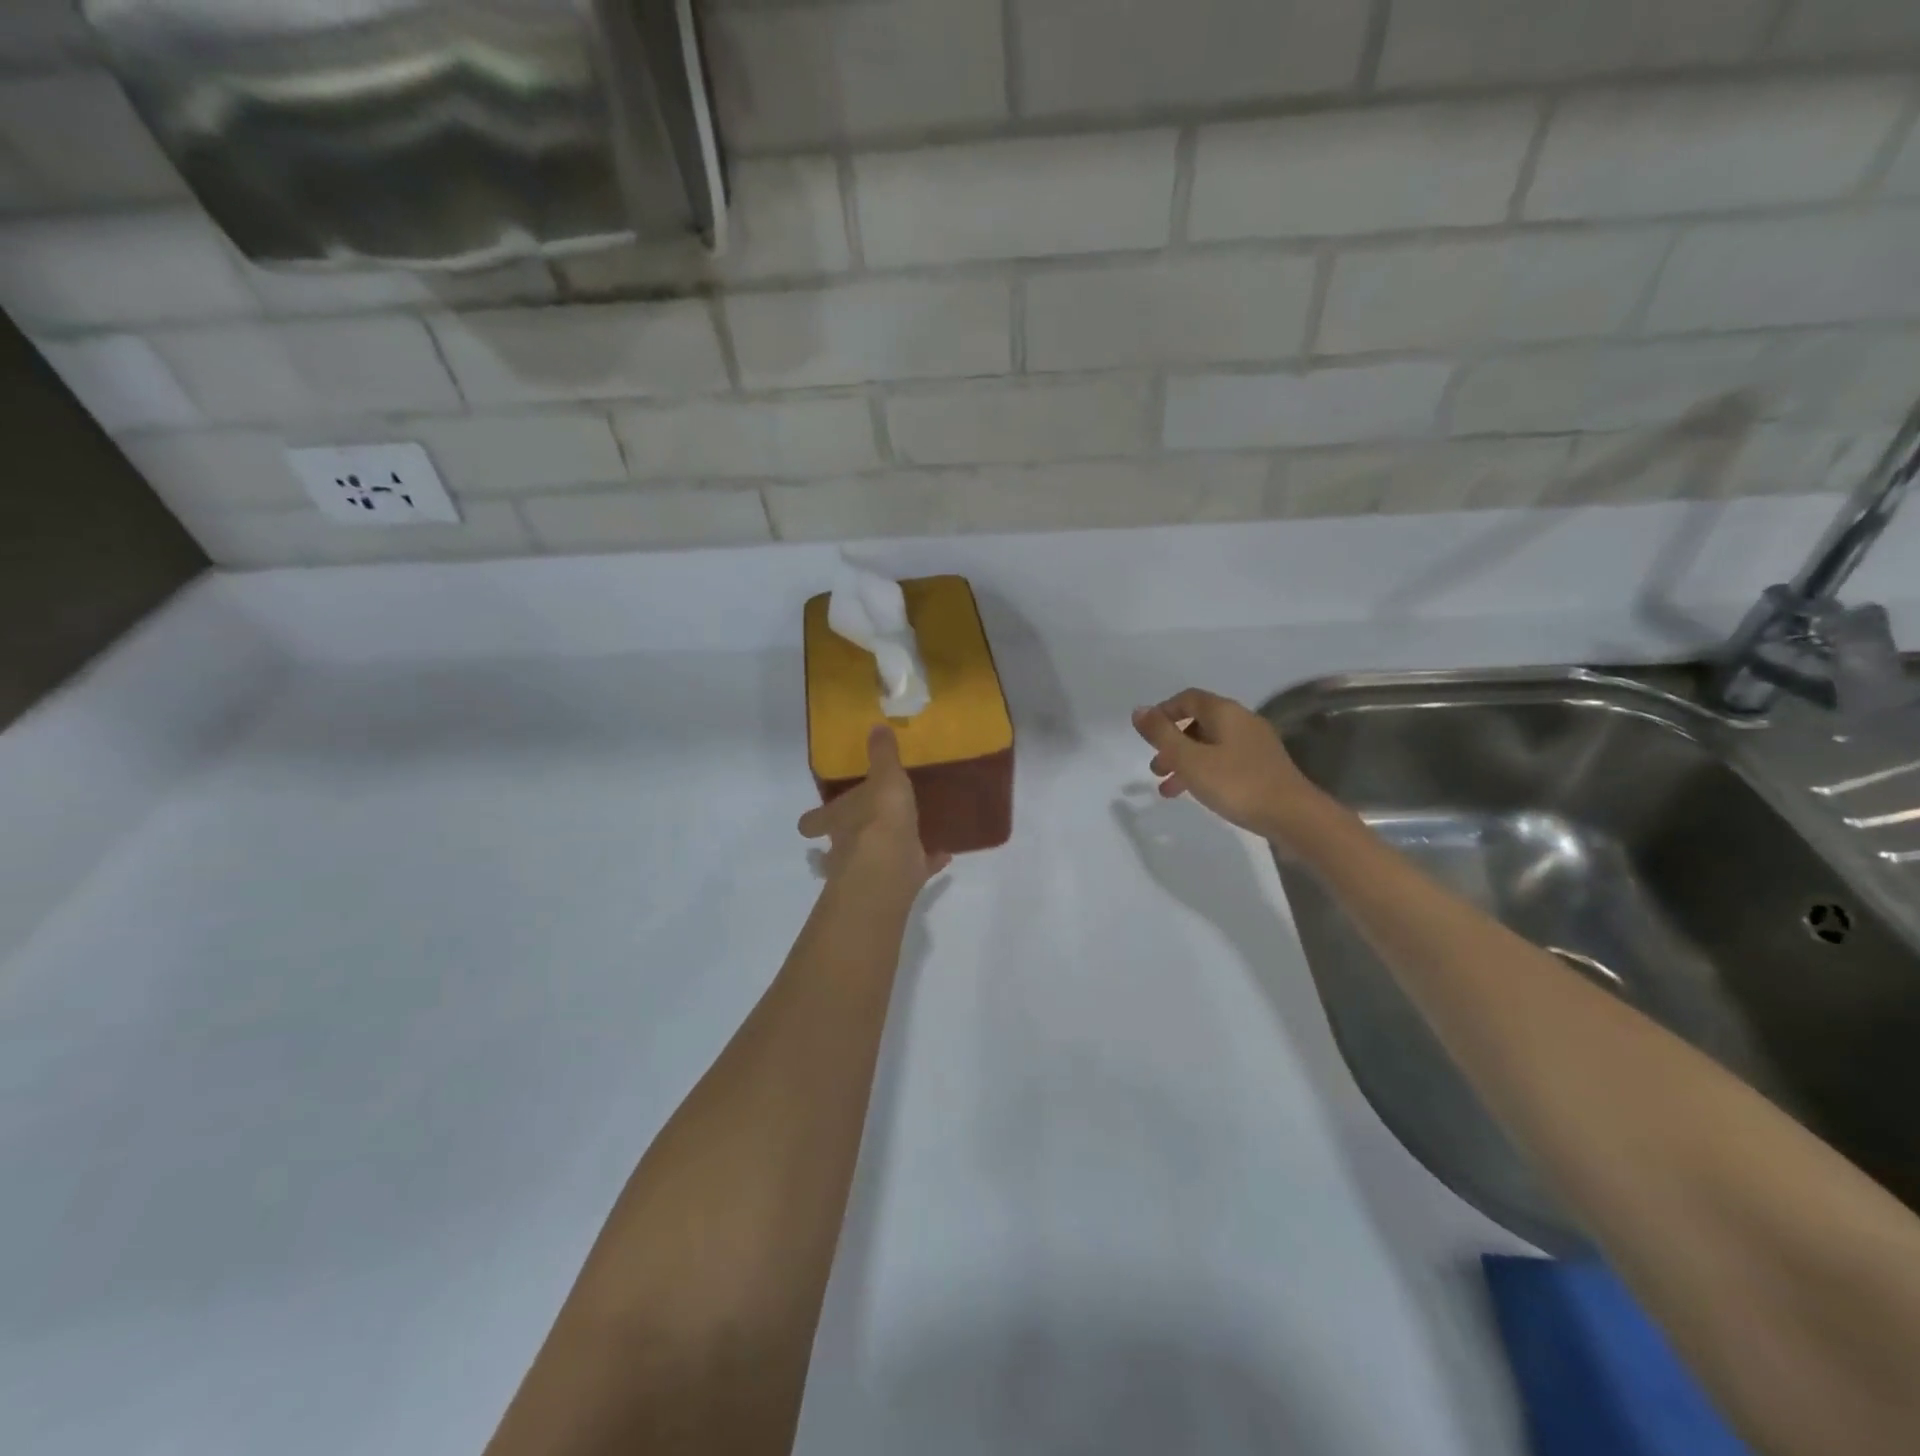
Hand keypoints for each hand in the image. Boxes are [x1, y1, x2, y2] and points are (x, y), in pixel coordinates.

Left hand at [799, 725, 950, 891]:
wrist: (892, 866)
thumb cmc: (880, 817)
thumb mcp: (885, 777)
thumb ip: (882, 755)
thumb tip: (877, 725)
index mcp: (838, 820)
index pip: (815, 821)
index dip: (815, 820)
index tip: (812, 821)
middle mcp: (846, 848)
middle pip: (840, 845)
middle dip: (851, 838)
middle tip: (866, 828)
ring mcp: (870, 870)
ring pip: (873, 861)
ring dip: (886, 852)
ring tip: (905, 841)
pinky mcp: (897, 883)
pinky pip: (912, 870)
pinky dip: (924, 864)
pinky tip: (942, 855)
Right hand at [1131, 689, 1327, 842]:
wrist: (1293, 816)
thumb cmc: (1236, 783)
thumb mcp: (1190, 759)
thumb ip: (1161, 734)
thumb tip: (1139, 710)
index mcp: (1224, 712)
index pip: (1188, 698)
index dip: (1163, 712)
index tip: (1146, 735)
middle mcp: (1241, 721)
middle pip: (1197, 723)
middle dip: (1171, 744)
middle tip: (1156, 769)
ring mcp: (1255, 745)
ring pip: (1209, 745)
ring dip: (1185, 762)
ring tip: (1168, 790)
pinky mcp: (1262, 767)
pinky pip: (1224, 761)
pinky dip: (1204, 772)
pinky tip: (1197, 794)